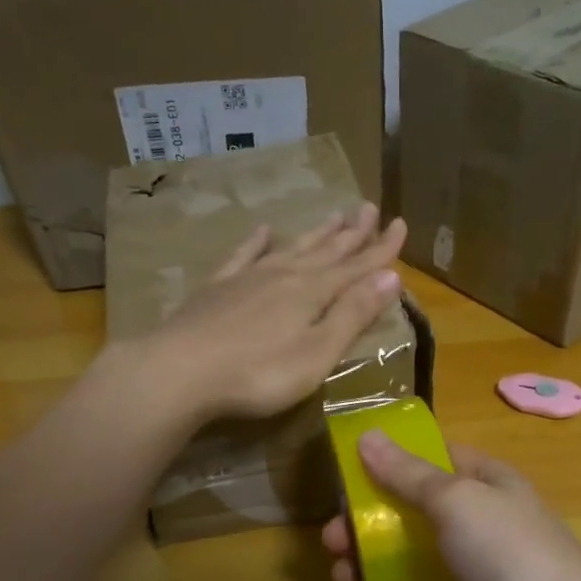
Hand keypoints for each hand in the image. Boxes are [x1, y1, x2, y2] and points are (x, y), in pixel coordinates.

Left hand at [125, 205, 408, 425]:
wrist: (179, 371)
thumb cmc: (258, 373)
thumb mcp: (318, 353)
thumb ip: (353, 315)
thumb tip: (391, 277)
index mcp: (313, 293)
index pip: (357, 267)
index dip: (382, 249)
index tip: (401, 224)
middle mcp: (284, 276)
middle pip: (326, 251)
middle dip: (352, 233)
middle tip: (369, 207)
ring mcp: (248, 278)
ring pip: (291, 248)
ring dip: (316, 233)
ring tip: (334, 215)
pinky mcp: (216, 289)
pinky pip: (243, 256)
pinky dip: (257, 242)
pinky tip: (264, 230)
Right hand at [321, 432, 580, 580]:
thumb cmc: (511, 557)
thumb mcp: (456, 503)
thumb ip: (409, 473)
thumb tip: (368, 434)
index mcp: (487, 477)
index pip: (431, 455)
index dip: (387, 462)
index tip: (346, 480)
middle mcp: (488, 510)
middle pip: (418, 504)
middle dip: (371, 518)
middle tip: (331, 541)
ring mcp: (489, 557)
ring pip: (422, 545)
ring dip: (378, 556)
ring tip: (343, 578)